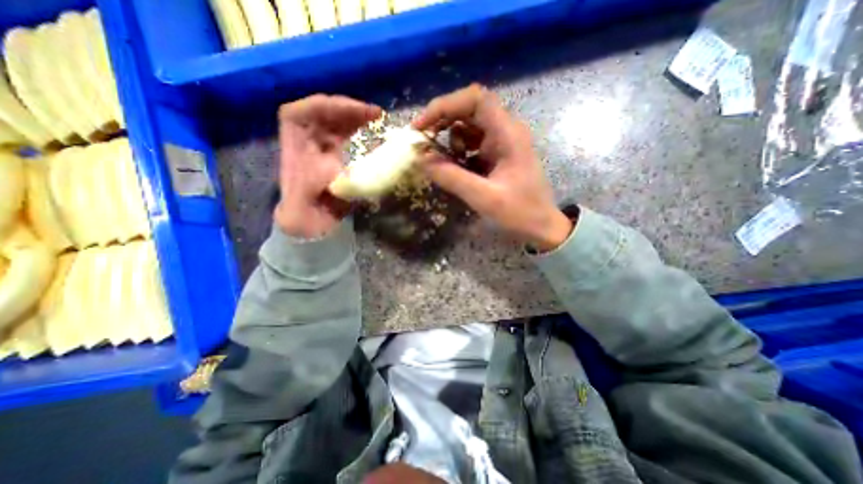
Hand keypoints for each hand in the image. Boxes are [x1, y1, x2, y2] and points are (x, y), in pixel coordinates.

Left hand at [276, 94, 380, 238]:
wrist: (313, 223)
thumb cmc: (306, 214)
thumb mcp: (304, 202)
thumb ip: (313, 187)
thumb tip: (335, 169)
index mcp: (294, 146)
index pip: (299, 113)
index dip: (324, 106)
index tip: (351, 111)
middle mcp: (307, 141)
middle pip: (322, 113)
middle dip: (347, 109)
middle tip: (375, 113)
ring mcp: (323, 146)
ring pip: (337, 122)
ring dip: (357, 117)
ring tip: (378, 118)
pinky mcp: (337, 154)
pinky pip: (348, 135)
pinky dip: (361, 131)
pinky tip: (374, 132)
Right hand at [413, 84, 570, 248]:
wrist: (542, 226)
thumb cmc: (520, 212)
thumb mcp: (484, 197)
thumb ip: (452, 178)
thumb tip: (421, 159)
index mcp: (508, 134)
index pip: (476, 99)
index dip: (445, 105)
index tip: (422, 125)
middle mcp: (505, 131)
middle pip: (469, 109)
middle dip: (443, 121)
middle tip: (423, 141)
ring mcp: (501, 143)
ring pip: (469, 126)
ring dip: (451, 139)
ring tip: (446, 162)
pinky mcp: (496, 155)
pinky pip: (472, 143)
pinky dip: (458, 152)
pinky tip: (456, 169)